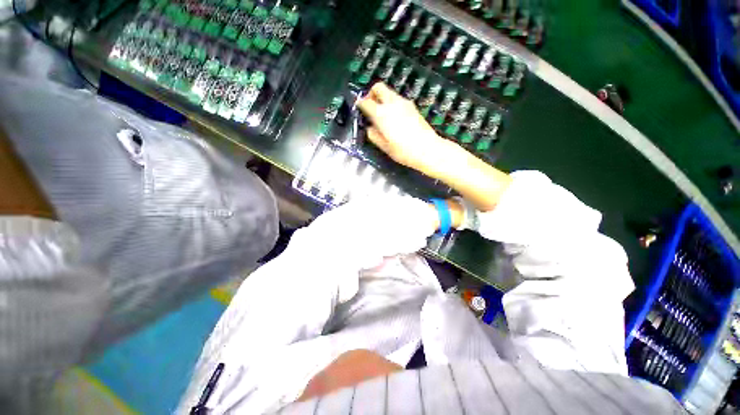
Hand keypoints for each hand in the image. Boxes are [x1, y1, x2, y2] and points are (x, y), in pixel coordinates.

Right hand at [358, 83, 510, 211]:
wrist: (428, 150)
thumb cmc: (404, 151)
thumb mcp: (385, 147)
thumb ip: (374, 135)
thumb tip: (370, 128)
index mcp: (382, 114)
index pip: (366, 102)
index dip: (360, 104)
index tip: (359, 108)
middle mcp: (392, 103)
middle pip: (379, 87)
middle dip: (371, 93)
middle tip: (370, 106)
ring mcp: (404, 103)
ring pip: (389, 92)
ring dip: (383, 98)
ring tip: (382, 114)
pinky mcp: (413, 107)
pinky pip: (398, 99)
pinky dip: (392, 103)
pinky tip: (394, 118)